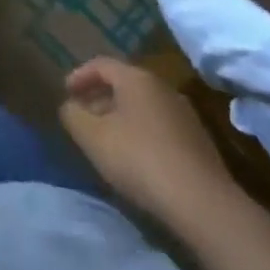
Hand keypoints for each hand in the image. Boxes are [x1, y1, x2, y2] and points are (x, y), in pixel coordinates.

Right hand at [59, 57, 235, 222]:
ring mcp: (185, 114)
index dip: (79, 76)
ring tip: (105, 140)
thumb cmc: (140, 159)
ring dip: (120, 117)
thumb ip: (73, 115)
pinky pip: (159, 126)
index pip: (101, 64)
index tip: (66, 93)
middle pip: (123, 84)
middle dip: (99, 98)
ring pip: (142, 106)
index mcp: (136, 78)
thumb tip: (70, 106)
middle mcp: (162, 88)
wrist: (203, 204)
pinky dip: (140, 133)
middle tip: (83, 117)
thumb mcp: (93, 137)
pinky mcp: (198, 142)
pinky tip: (135, 158)